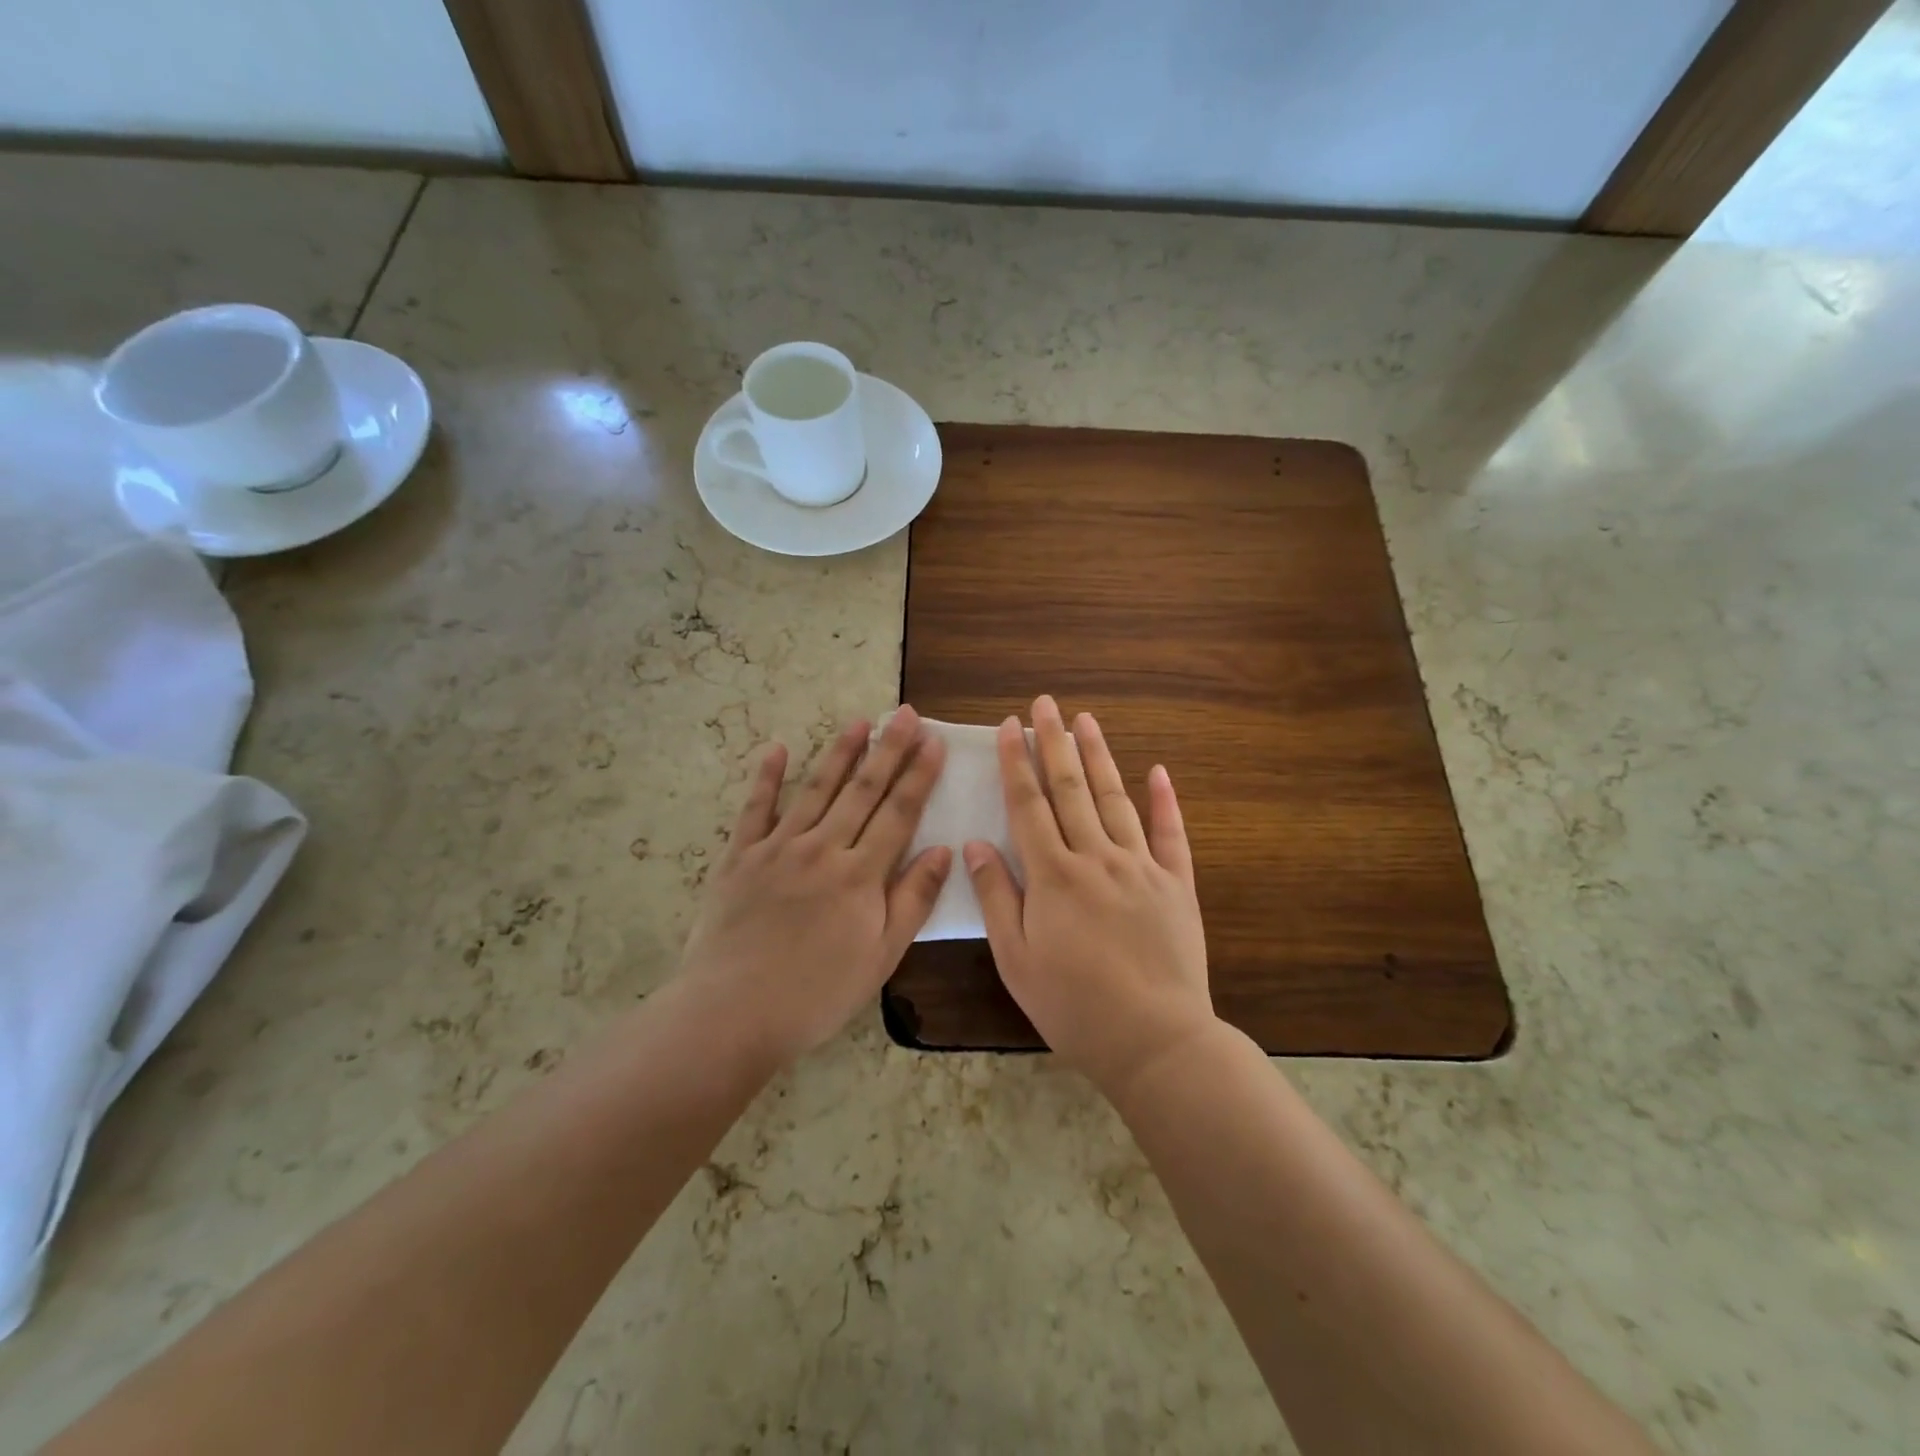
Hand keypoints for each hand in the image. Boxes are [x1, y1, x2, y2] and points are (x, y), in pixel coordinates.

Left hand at [680, 706, 950, 1065]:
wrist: (731, 1013)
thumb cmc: (815, 994)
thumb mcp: (880, 958)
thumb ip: (912, 900)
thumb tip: (943, 850)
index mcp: (860, 875)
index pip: (898, 813)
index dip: (919, 775)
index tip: (934, 742)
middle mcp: (822, 849)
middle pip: (862, 791)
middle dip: (887, 749)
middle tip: (904, 714)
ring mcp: (778, 848)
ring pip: (815, 790)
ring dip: (839, 753)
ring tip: (858, 722)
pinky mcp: (740, 857)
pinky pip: (755, 810)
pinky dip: (766, 778)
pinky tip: (776, 750)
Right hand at [964, 695, 1213, 1097]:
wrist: (1154, 1041)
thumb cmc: (1073, 1005)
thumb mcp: (1016, 958)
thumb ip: (997, 896)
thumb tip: (975, 843)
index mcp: (1053, 875)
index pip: (1028, 804)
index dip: (1015, 762)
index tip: (1008, 726)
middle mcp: (1096, 858)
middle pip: (1070, 789)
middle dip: (1053, 742)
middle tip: (1045, 703)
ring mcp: (1141, 867)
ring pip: (1115, 798)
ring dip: (1098, 757)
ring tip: (1086, 720)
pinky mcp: (1176, 884)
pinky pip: (1171, 833)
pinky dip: (1164, 800)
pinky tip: (1157, 770)